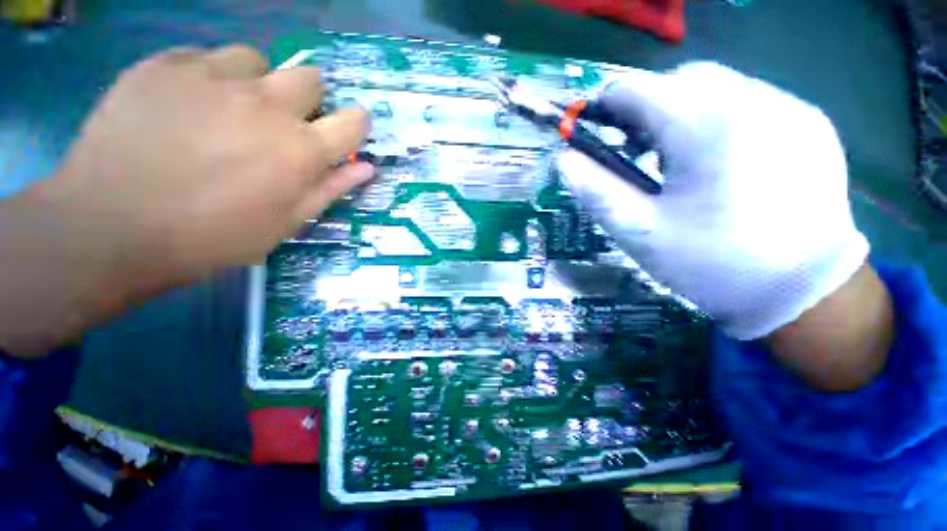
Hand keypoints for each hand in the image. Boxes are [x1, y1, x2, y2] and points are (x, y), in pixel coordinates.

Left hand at [0, 45, 371, 356]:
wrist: (110, 228)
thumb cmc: (212, 237)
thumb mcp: (286, 223)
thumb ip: (331, 189)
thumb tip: (366, 167)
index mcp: (301, 150)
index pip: (353, 122)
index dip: (355, 125)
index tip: (346, 132)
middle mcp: (266, 105)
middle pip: (310, 78)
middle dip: (308, 99)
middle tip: (284, 124)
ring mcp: (211, 78)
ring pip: (255, 60)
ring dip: (255, 83)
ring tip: (230, 110)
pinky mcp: (163, 66)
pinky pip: (202, 57)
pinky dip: (207, 77)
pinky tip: (188, 105)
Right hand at [557, 63, 891, 389]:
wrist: (803, 293)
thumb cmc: (711, 264)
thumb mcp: (638, 232)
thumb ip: (596, 190)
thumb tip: (565, 160)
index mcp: (704, 128)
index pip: (638, 89)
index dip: (607, 105)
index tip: (595, 130)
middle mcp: (752, 101)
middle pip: (680, 80)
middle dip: (648, 107)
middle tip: (636, 149)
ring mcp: (789, 108)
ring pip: (717, 86)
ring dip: (684, 112)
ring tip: (677, 158)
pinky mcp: (809, 123)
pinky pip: (751, 102)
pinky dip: (721, 118)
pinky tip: (720, 161)